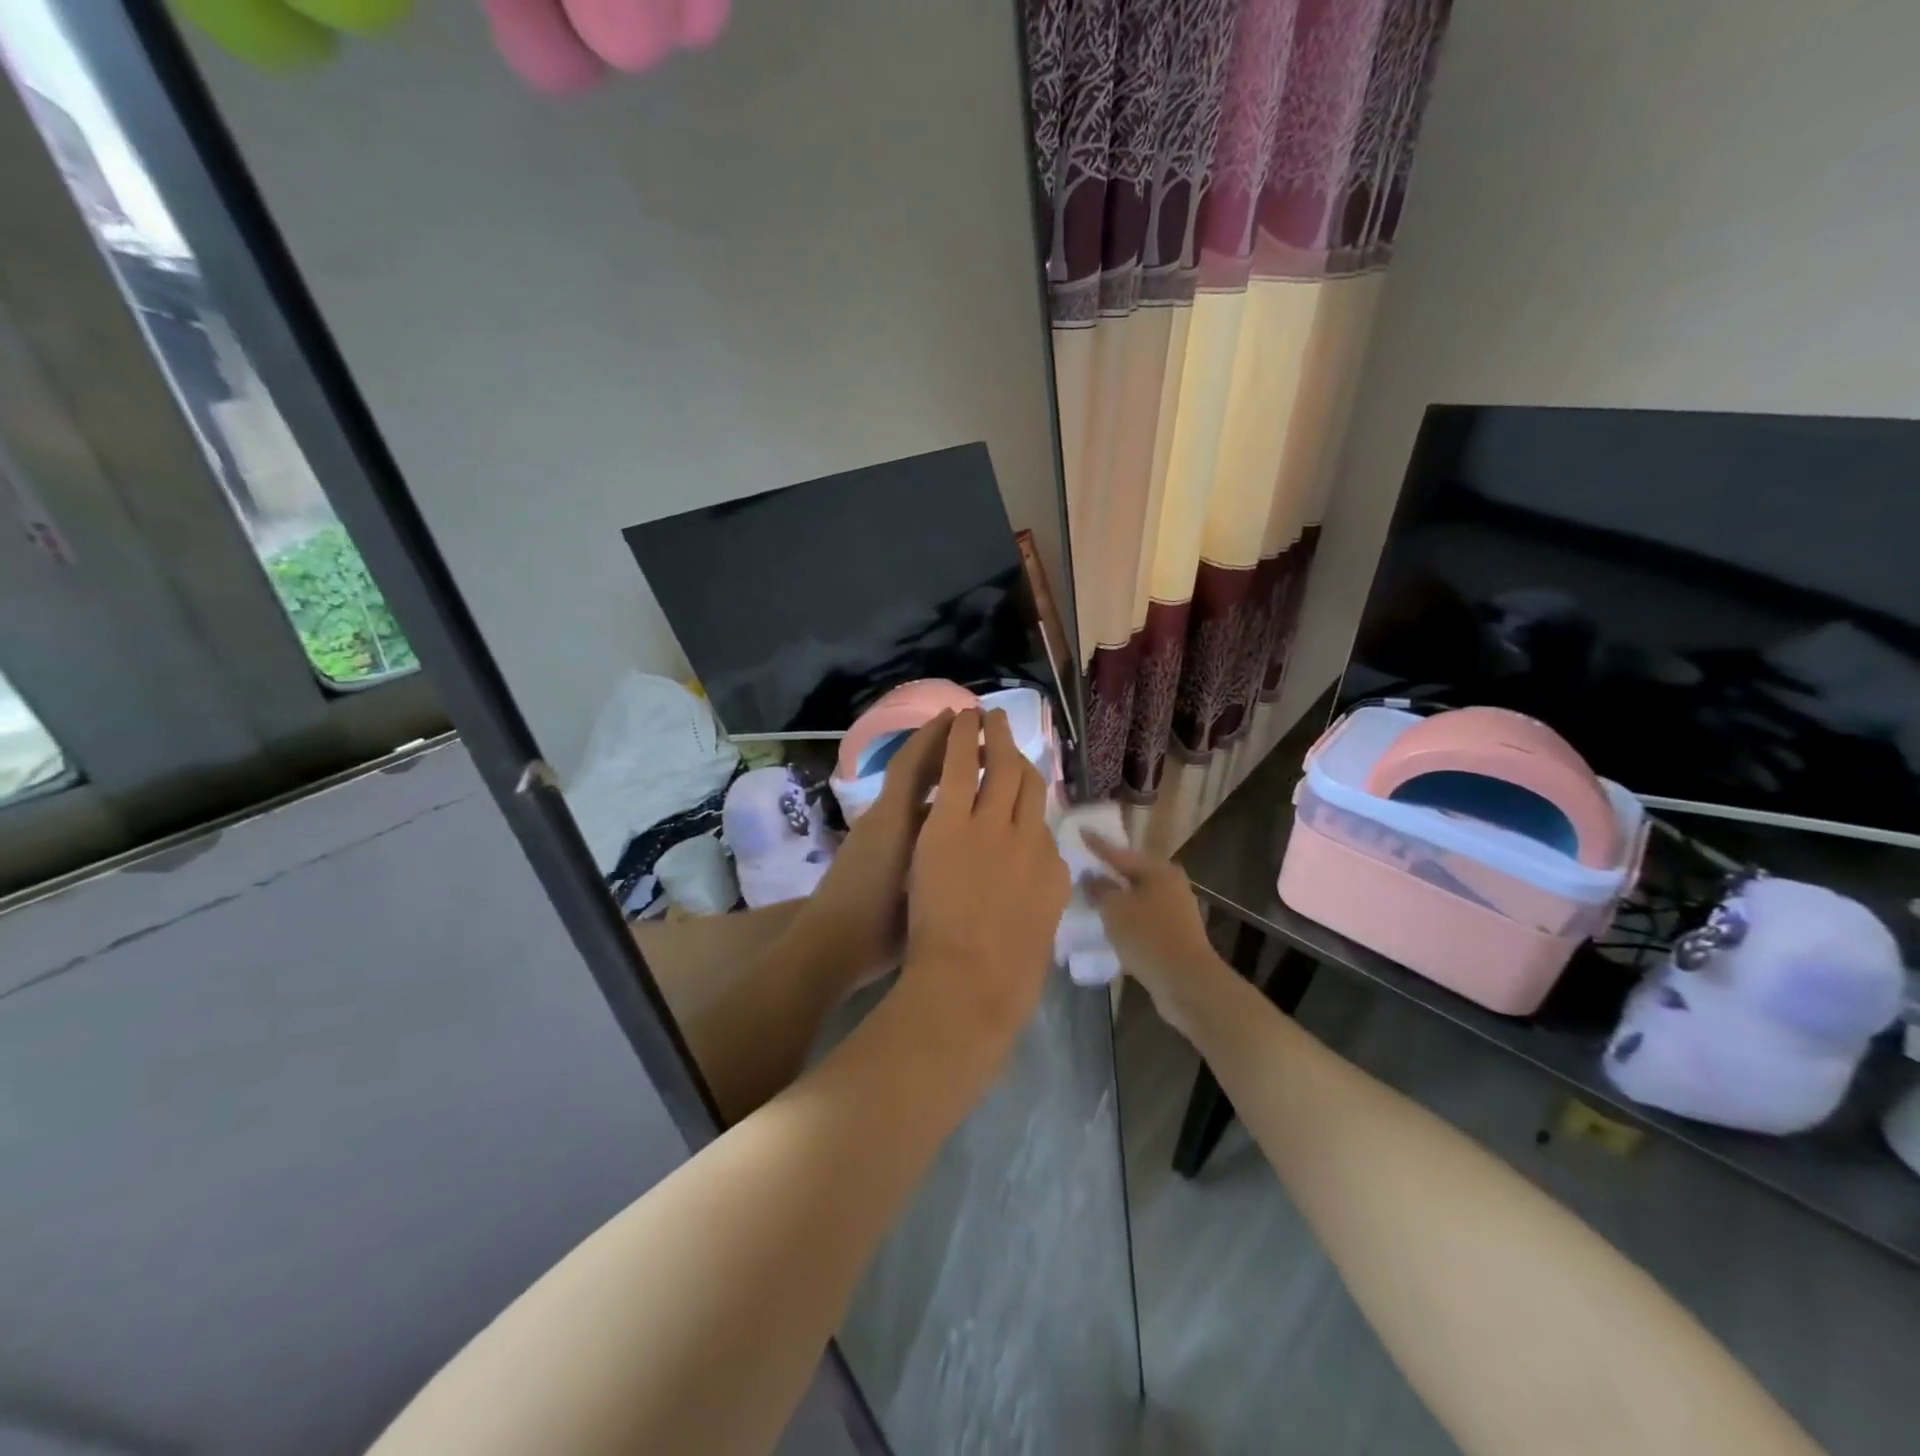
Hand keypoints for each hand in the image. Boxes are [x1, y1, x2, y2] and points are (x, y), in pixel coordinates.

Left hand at [797, 711, 954, 989]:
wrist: (828, 950)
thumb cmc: (876, 920)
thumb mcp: (916, 881)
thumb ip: (940, 847)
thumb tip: (969, 813)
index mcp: (893, 818)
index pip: (912, 763)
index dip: (934, 737)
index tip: (960, 716)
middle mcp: (883, 818)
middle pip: (910, 771)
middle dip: (937, 748)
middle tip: (972, 734)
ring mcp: (875, 835)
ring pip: (910, 795)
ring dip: (936, 778)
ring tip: (972, 772)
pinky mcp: (872, 853)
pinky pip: (907, 816)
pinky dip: (929, 806)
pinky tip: (952, 819)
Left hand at [903, 708, 1068, 1046]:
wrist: (971, 987)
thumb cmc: (1003, 983)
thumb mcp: (1037, 941)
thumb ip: (1039, 908)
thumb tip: (1041, 892)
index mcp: (1050, 873)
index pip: (1043, 824)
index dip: (1031, 799)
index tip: (1021, 786)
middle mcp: (1031, 839)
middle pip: (1029, 785)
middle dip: (1019, 755)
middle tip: (1010, 732)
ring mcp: (992, 827)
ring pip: (1001, 767)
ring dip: (995, 737)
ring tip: (989, 715)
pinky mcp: (953, 822)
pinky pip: (961, 767)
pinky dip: (963, 739)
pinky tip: (963, 718)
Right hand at [1086, 836, 1227, 1039]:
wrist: (1187, 982)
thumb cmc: (1148, 937)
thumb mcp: (1115, 909)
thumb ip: (1099, 889)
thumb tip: (1090, 876)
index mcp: (1158, 871)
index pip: (1120, 853)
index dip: (1097, 845)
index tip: (1080, 832)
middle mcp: (1171, 885)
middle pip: (1133, 873)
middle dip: (1110, 872)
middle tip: (1085, 866)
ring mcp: (1176, 911)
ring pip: (1139, 897)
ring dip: (1118, 898)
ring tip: (1093, 897)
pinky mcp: (1175, 934)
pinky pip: (1144, 918)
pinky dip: (1127, 918)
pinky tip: (1112, 925)